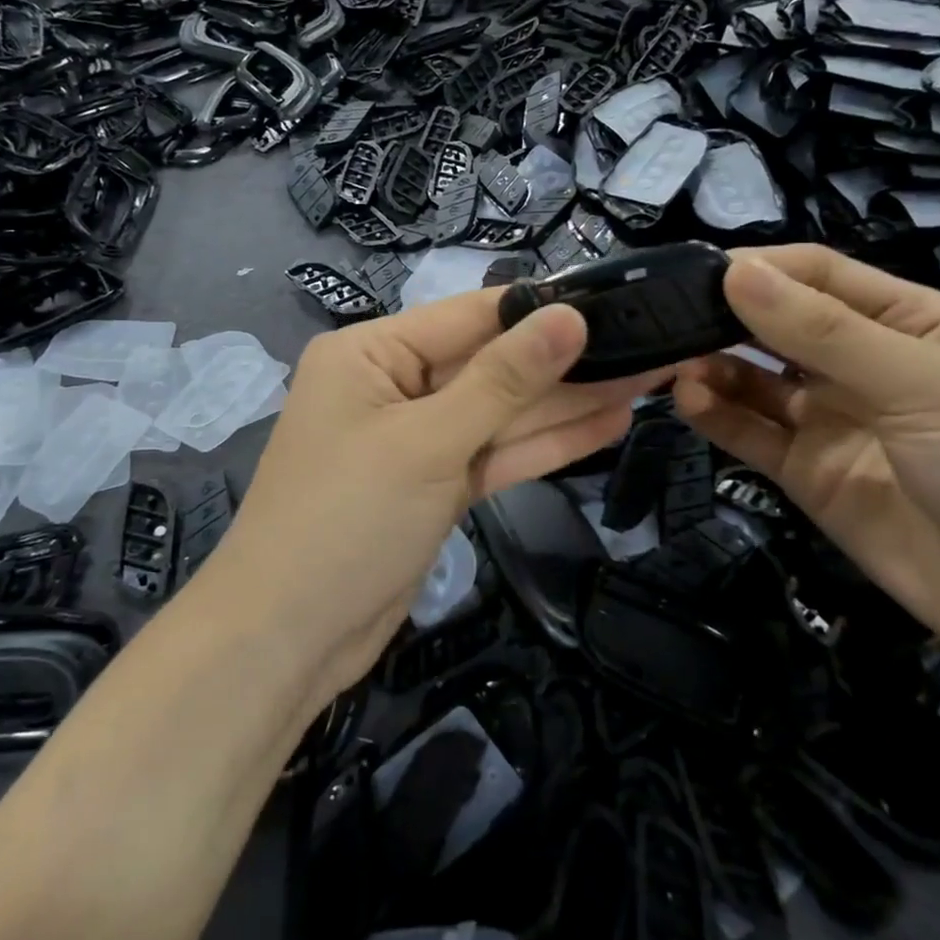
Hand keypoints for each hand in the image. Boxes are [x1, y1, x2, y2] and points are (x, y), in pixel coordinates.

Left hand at [213, 290, 665, 705]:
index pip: (470, 316)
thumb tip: (568, 315)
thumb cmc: (347, 519)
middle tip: (652, 346)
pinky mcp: (434, 487)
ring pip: (500, 414)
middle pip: (491, 366)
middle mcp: (393, 386)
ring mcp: (416, 440)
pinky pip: (493, 455)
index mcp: (372, 353)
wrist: (288, 639)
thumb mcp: (428, 441)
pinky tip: (607, 425)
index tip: (617, 301)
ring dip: (567, 403)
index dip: (542, 310)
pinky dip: (544, 446)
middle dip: (566, 362)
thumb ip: (504, 380)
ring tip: (649, 380)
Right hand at [675, 245, 939, 673]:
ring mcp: (831, 421)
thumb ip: (822, 332)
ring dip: (714, 366)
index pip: (817, 275)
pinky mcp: (808, 474)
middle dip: (726, 317)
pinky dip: (717, 415)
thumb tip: (737, 271)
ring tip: (674, 363)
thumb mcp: (921, 381)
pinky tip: (689, 400)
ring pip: (755, 380)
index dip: (760, 268)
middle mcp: (861, 364)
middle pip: (777, 325)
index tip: (698, 271)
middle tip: (666, 317)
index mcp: (905, 321)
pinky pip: (752, 434)